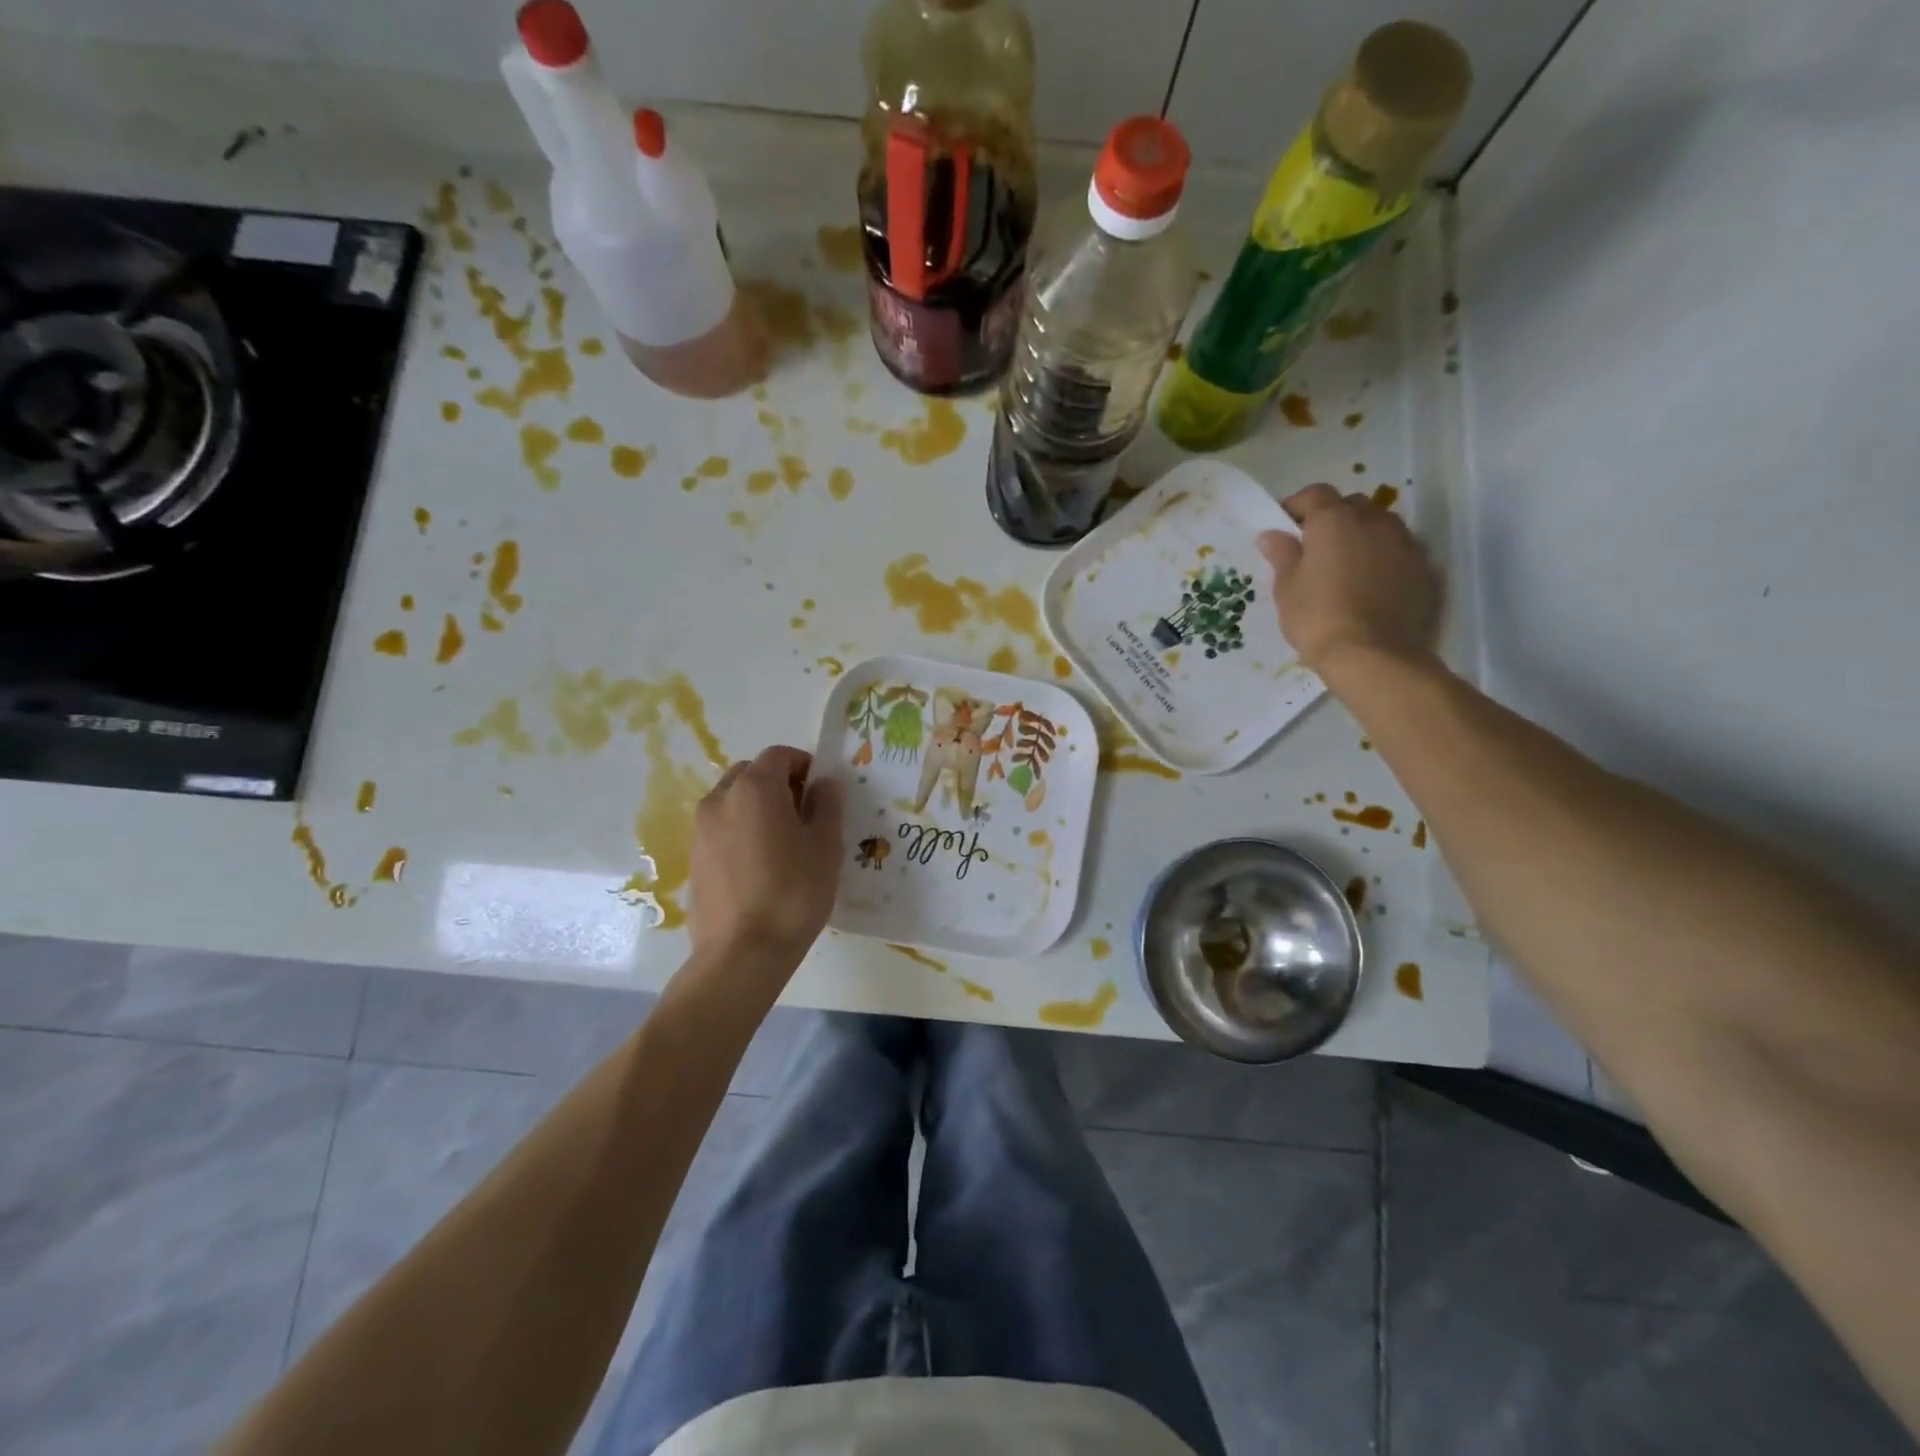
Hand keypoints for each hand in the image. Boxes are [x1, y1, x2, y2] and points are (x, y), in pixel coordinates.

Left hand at [687, 746, 844, 968]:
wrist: (742, 953)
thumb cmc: (793, 893)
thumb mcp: (826, 846)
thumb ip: (828, 805)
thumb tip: (824, 783)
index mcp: (755, 788)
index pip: (780, 755)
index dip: (805, 765)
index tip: (822, 791)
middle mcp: (721, 799)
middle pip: (752, 773)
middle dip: (779, 783)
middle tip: (805, 815)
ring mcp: (701, 829)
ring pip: (733, 800)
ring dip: (758, 807)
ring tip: (783, 843)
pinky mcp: (694, 858)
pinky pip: (721, 829)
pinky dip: (741, 831)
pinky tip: (761, 866)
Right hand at [1259, 484, 1442, 672]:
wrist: (1374, 656)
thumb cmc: (1318, 618)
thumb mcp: (1287, 588)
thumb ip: (1282, 555)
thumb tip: (1273, 535)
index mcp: (1335, 519)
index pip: (1314, 494)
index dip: (1297, 507)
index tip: (1284, 528)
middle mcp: (1374, 520)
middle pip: (1351, 506)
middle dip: (1333, 519)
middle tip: (1315, 549)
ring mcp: (1405, 542)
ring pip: (1380, 527)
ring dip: (1362, 538)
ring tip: (1346, 569)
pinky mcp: (1425, 568)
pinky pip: (1399, 552)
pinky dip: (1384, 560)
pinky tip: (1372, 587)